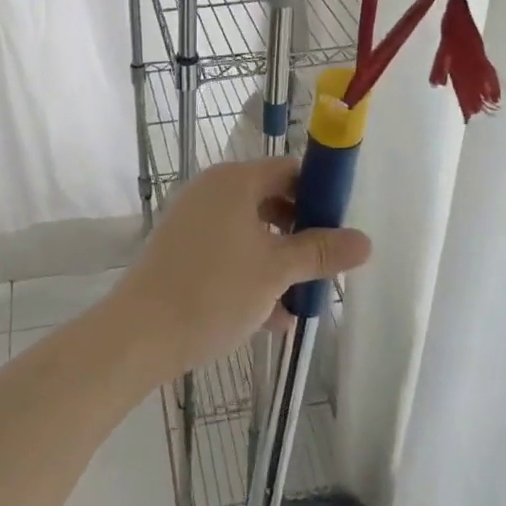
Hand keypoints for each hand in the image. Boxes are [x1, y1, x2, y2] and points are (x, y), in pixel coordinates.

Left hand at [108, 159, 371, 381]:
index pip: (289, 170)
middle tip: (325, 267)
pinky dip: (251, 274)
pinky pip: (228, 252)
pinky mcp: (181, 250)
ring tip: (303, 300)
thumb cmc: (214, 291)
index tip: (340, 229)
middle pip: (271, 201)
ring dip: (279, 261)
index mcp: (235, 181)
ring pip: (250, 232)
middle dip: (301, 235)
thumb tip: (365, 241)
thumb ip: (320, 252)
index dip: (319, 195)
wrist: (140, 335)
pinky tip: (272, 317)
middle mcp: (212, 191)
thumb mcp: (276, 271)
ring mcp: (193, 220)